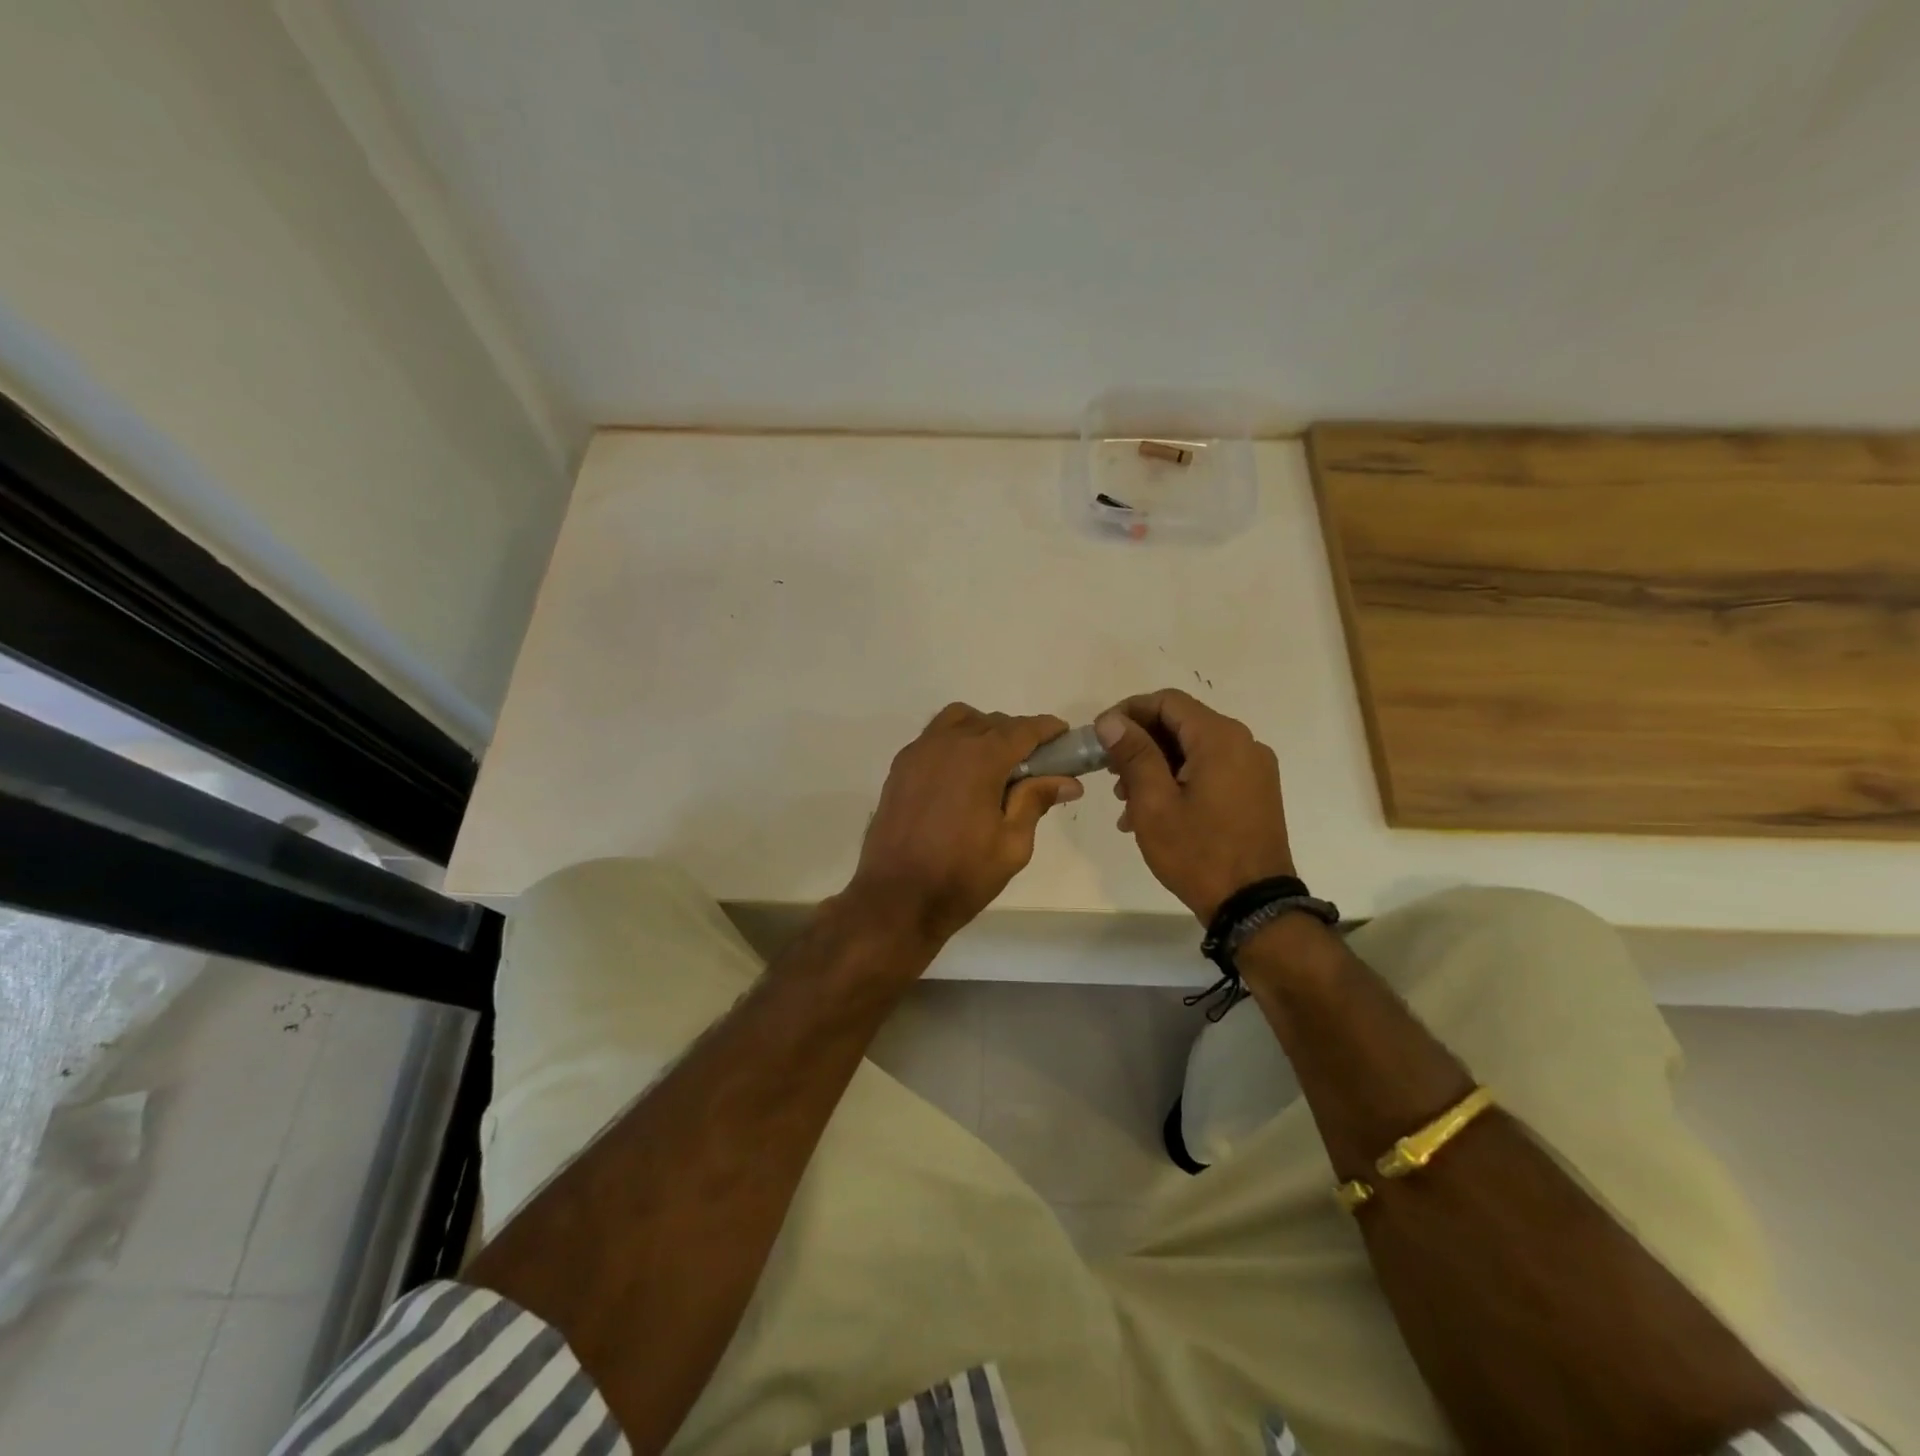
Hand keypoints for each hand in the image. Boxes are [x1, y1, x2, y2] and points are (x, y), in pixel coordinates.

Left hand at [847, 704, 1083, 945]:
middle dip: (1018, 735)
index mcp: (980, 758)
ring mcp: (919, 752)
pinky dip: (955, 742)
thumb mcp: (1012, 844)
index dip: (1048, 730)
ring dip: (983, 731)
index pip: (1023, 729)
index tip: (1064, 738)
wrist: (895, 899)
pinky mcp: (900, 767)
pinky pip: (934, 737)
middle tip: (1035, 765)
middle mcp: (947, 743)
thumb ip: (1036, 801)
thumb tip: (1068, 780)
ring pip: (959, 721)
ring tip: (995, 765)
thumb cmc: (961, 875)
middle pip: (992, 722)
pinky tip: (962, 776)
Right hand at [1096, 689, 1295, 922]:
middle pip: (1181, 724)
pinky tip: (1154, 814)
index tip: (1100, 737)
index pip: (1167, 701)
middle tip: (1110, 776)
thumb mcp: (1154, 803)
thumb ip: (1133, 754)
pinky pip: (1210, 770)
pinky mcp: (1255, 791)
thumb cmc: (1198, 852)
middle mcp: (1243, 743)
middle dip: (1140, 745)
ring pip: (1193, 750)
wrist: (1254, 906)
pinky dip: (1178, 781)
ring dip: (1156, 767)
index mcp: (1220, 738)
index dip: (1128, 712)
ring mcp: (1254, 768)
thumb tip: (1111, 720)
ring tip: (1127, 805)